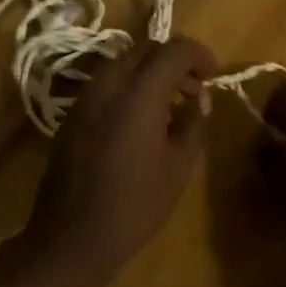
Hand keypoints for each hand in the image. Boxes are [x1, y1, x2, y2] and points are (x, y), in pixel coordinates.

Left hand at [23, 36, 217, 282]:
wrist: (72, 237)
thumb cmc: (134, 204)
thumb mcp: (178, 167)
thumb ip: (193, 123)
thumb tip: (199, 100)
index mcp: (139, 91)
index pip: (174, 49)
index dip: (198, 54)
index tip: (213, 74)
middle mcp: (109, 82)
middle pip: (147, 51)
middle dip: (175, 63)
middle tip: (194, 91)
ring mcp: (86, 95)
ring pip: (125, 65)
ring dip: (150, 75)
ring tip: (168, 107)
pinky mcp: (72, 112)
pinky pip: (107, 85)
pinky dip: (129, 89)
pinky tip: (138, 122)